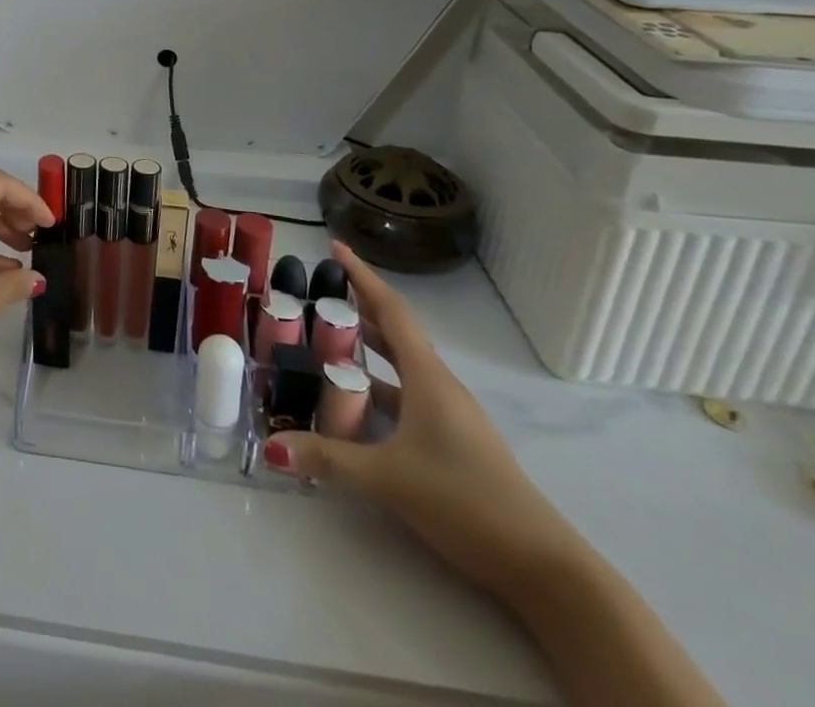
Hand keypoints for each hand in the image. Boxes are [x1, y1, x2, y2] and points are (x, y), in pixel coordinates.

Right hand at [265, 243, 588, 604]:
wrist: (543, 566)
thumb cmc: (465, 500)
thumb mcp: (389, 478)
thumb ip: (328, 459)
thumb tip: (271, 446)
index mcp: (427, 378)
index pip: (390, 311)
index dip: (362, 276)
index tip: (335, 247)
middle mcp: (439, 386)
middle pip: (395, 332)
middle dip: (359, 307)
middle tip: (320, 292)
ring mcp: (450, 415)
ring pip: (401, 366)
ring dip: (368, 347)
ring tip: (329, 338)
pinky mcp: (454, 441)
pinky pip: (407, 395)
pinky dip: (379, 385)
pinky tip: (357, 401)